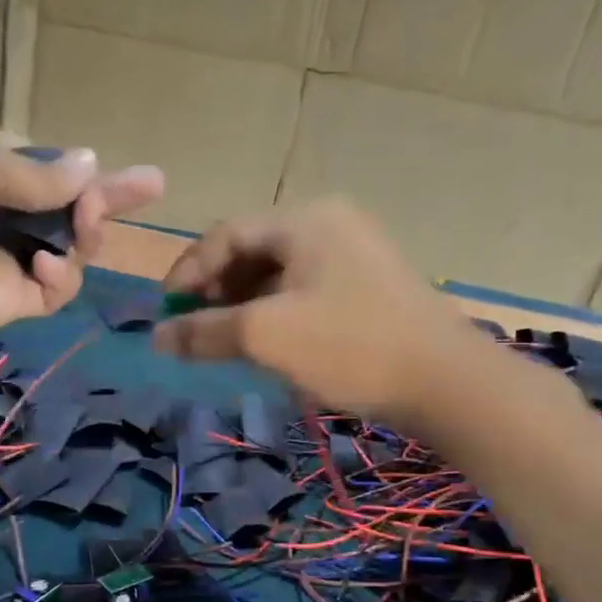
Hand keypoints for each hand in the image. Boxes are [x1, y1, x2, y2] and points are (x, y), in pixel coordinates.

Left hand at [0, 116, 162, 359]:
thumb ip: (34, 173)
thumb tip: (89, 162)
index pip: (42, 166)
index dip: (84, 170)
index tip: (140, 178)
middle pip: (64, 208)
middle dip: (102, 201)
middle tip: (142, 191)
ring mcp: (0, 259)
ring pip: (68, 248)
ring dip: (86, 232)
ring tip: (89, 223)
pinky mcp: (6, 302)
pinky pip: (55, 288)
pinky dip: (64, 276)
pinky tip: (52, 266)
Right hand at [151, 199, 483, 421]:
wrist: (445, 381)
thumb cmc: (350, 346)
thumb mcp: (267, 337)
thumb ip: (205, 332)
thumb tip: (156, 337)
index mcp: (305, 220)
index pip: (226, 234)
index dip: (189, 271)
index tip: (166, 312)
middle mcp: (331, 224)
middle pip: (254, 251)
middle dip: (217, 290)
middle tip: (195, 330)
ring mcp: (356, 255)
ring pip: (280, 275)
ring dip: (245, 306)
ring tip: (226, 344)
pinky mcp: (371, 288)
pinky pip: (307, 292)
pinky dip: (277, 314)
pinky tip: (270, 347)